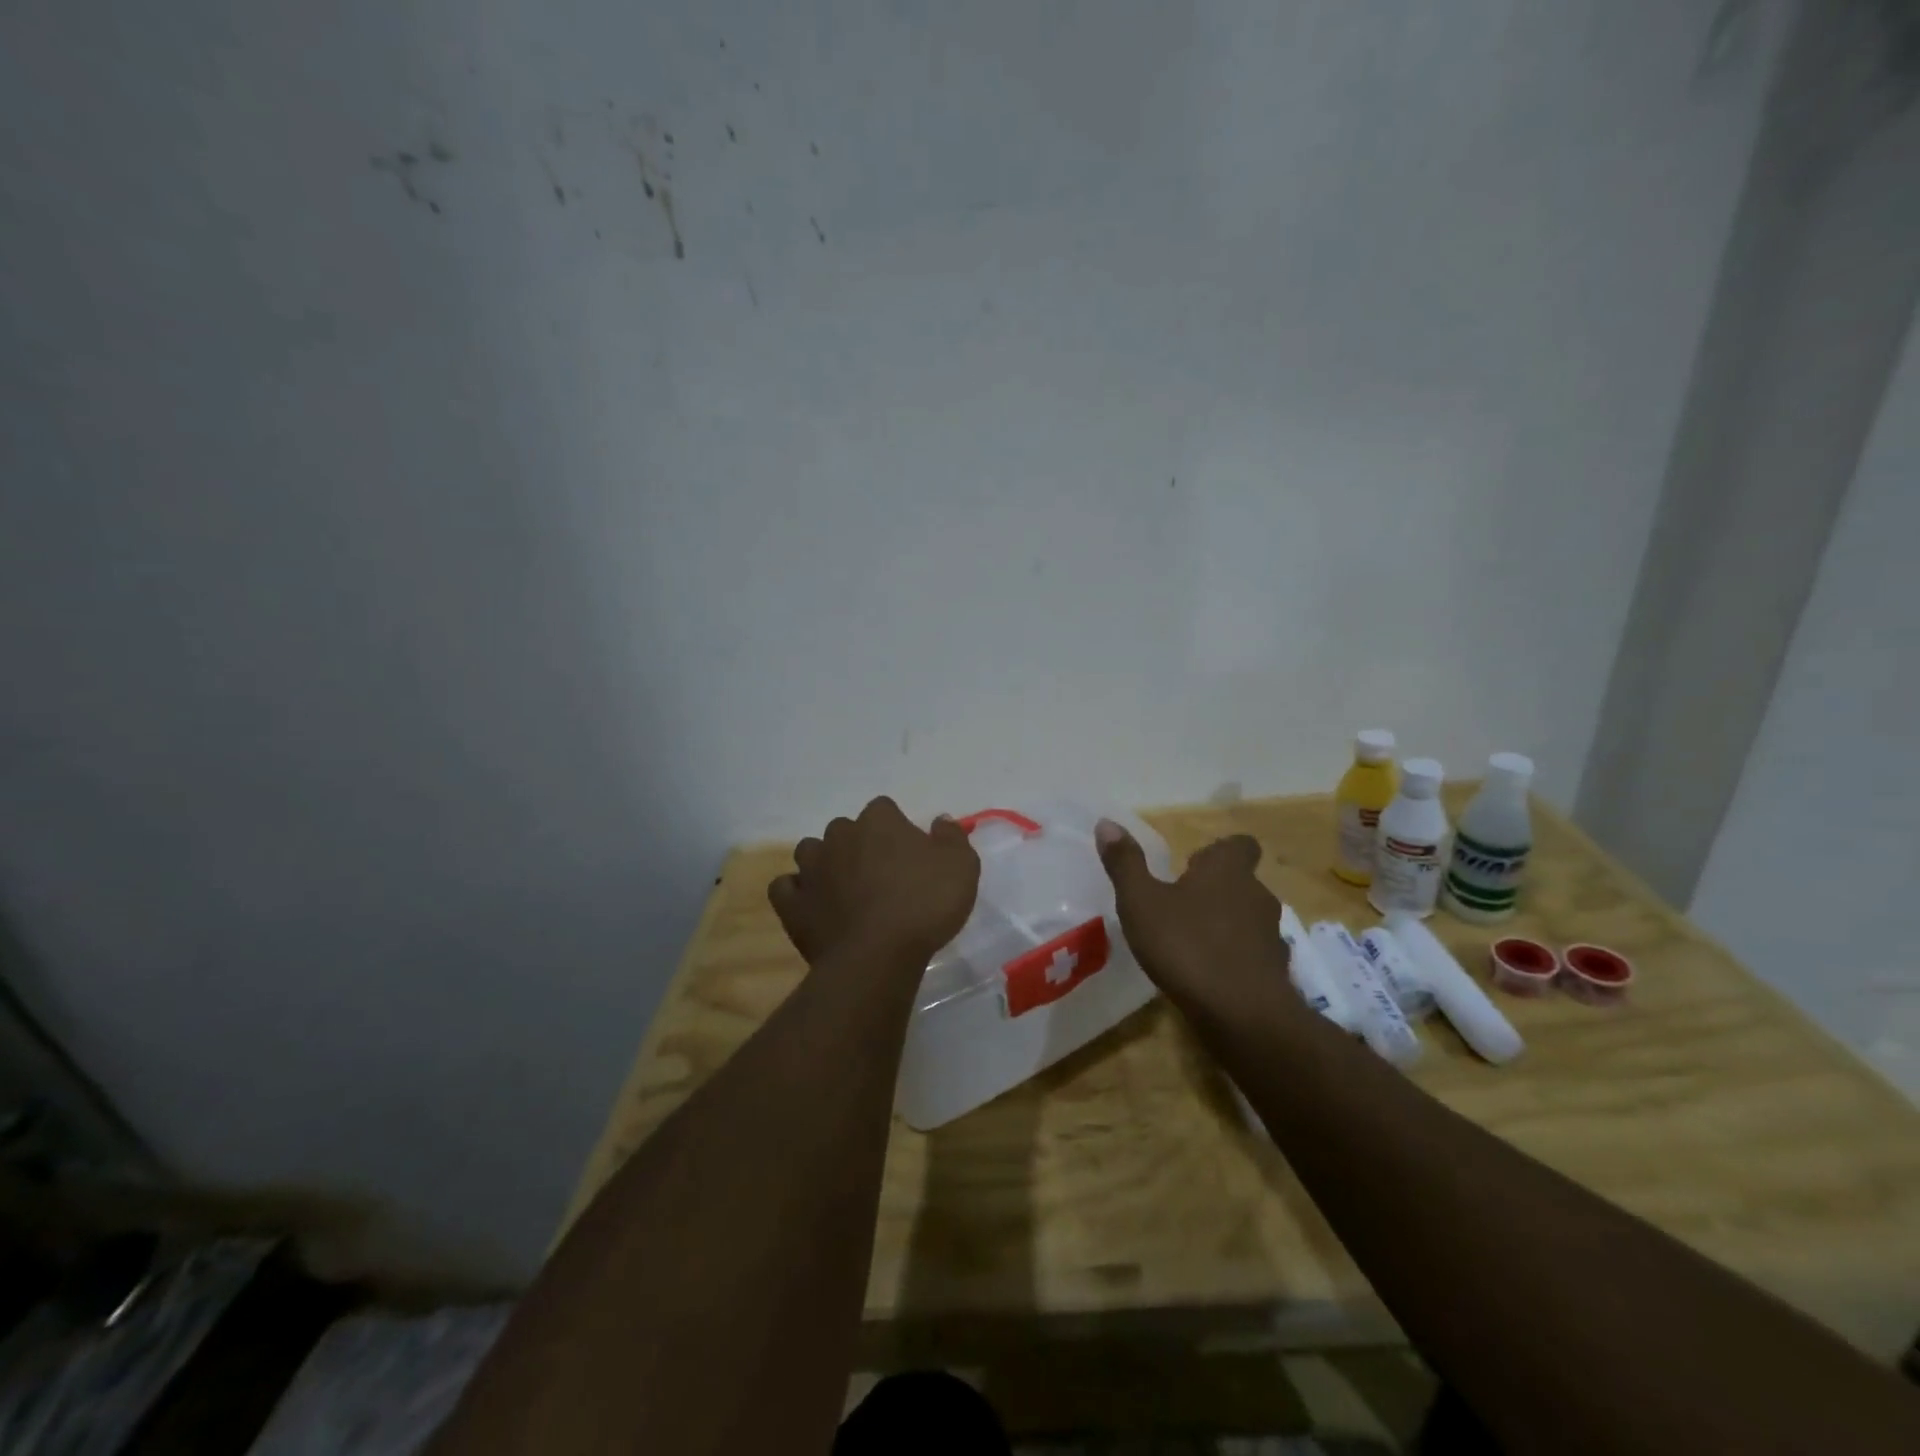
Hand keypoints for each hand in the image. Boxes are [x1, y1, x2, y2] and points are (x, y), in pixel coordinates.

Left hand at [769, 797, 980, 967]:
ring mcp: (811, 869)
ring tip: (844, 889)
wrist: (878, 956)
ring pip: (811, 852)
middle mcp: (839, 836)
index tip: (910, 854)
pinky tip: (812, 905)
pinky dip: (797, 892)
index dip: (896, 829)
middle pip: (846, 830)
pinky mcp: (791, 903)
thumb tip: (940, 821)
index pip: (884, 809)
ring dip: (825, 864)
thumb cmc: (924, 905)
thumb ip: (951, 837)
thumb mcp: (961, 867)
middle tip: (881, 876)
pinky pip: (785, 888)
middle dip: (859, 846)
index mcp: (879, 821)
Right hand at [1095, 819, 1290, 1012]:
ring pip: (1249, 919)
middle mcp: (1256, 895)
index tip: (1193, 865)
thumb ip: (1125, 864)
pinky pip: (1254, 956)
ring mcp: (1272, 936)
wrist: (1244, 1015)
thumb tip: (1106, 822)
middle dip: (1216, 890)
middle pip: (1242, 882)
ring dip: (1226, 925)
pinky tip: (1211, 976)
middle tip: (1181, 904)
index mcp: (1227, 871)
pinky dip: (1236, 959)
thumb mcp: (1141, 902)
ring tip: (1192, 943)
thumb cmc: (1187, 946)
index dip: (1220, 851)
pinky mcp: (1276, 973)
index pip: (1239, 845)